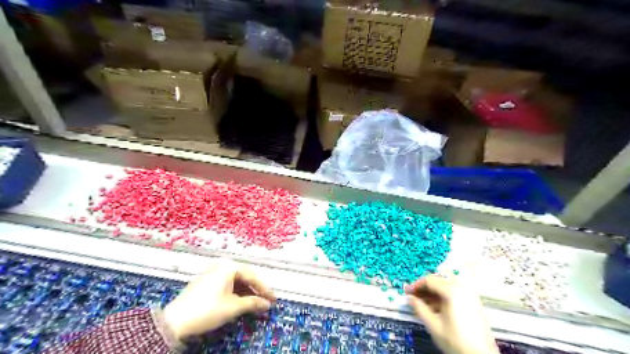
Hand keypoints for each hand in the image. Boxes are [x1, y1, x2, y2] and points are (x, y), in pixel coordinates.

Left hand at [162, 260, 275, 340]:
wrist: (174, 322)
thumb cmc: (207, 310)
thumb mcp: (233, 307)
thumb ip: (252, 303)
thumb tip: (266, 304)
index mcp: (228, 267)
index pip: (252, 276)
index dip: (264, 289)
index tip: (273, 299)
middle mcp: (221, 266)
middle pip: (244, 277)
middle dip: (255, 290)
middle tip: (266, 301)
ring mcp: (212, 273)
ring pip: (235, 281)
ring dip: (246, 292)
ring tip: (255, 303)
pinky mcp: (205, 282)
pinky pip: (226, 284)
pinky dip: (235, 293)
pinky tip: (240, 301)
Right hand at [406, 275, 499, 353]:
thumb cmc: (456, 341)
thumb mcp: (433, 325)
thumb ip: (419, 308)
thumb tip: (410, 298)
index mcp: (451, 291)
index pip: (429, 280)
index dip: (416, 285)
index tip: (407, 292)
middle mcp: (462, 287)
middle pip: (439, 278)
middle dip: (425, 285)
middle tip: (415, 296)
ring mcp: (470, 293)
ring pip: (447, 282)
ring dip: (435, 288)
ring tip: (425, 301)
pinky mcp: (474, 301)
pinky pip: (455, 289)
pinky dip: (444, 292)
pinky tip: (437, 305)